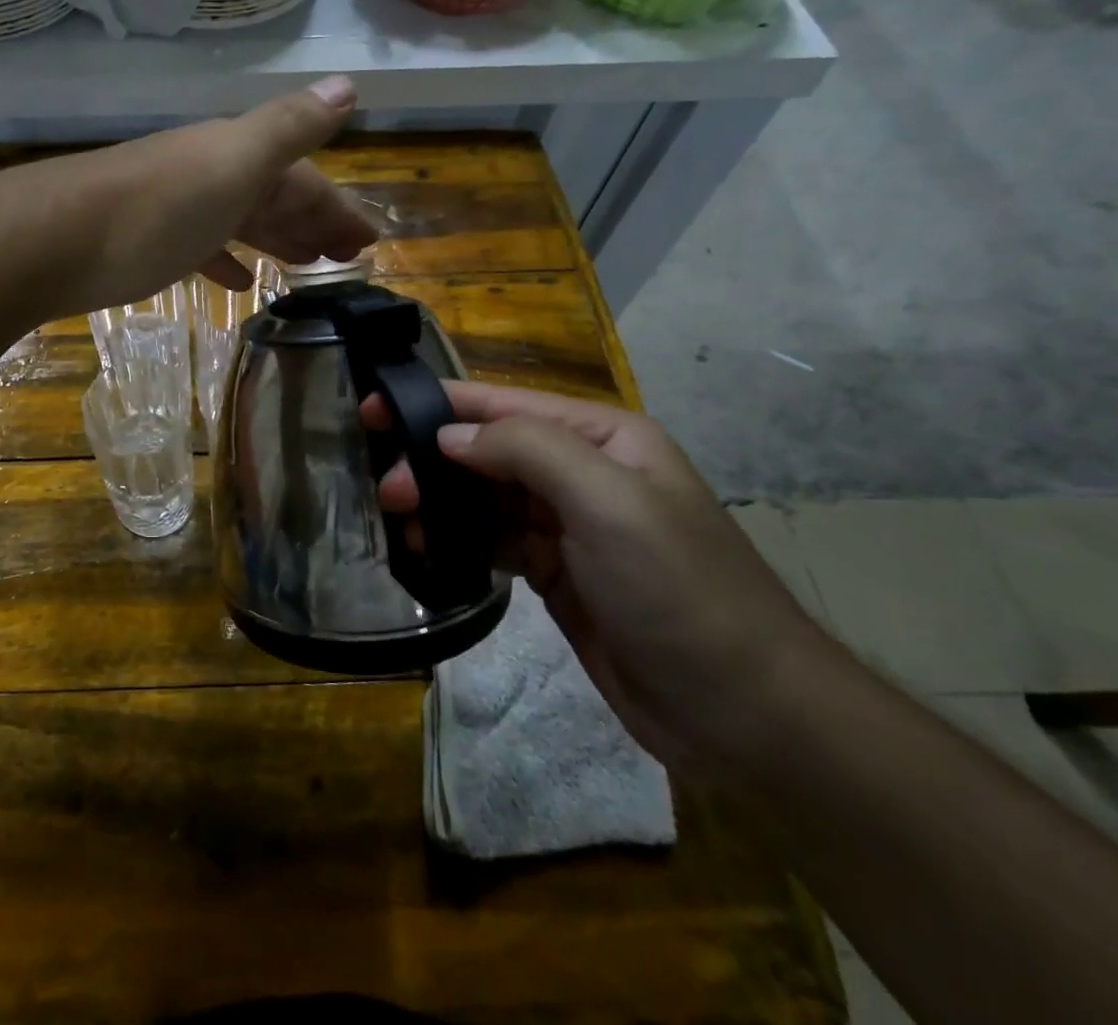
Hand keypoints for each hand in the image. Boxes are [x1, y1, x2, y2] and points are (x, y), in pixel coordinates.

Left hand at [3, 77, 376, 317]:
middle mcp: (207, 173)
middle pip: (273, 196)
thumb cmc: (155, 209)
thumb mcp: (233, 163)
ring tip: (305, 268)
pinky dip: (226, 259)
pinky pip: (202, 246)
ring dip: (276, 239)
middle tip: (346, 259)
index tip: (370, 244)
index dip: (338, 207)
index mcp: (235, 155)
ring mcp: (174, 207)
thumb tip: (349, 85)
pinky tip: (238, 281)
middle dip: (314, 223)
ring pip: (240, 220)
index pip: (303, 178)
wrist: (50, 240)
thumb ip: (289, 127)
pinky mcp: (145, 242)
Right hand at [367, 382, 833, 777]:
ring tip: (402, 524)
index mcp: (602, 437)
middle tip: (388, 491)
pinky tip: (430, 550)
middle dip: (433, 462)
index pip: (503, 405)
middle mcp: (582, 471)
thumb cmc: (677, 590)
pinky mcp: (556, 573)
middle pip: (487, 450)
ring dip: (441, 504)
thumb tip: (448, 438)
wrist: (744, 715)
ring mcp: (568, 526)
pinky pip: (494, 541)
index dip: (436, 404)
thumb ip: (525, 450)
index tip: (373, 409)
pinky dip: (460, 541)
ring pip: (484, 497)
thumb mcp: (606, 501)